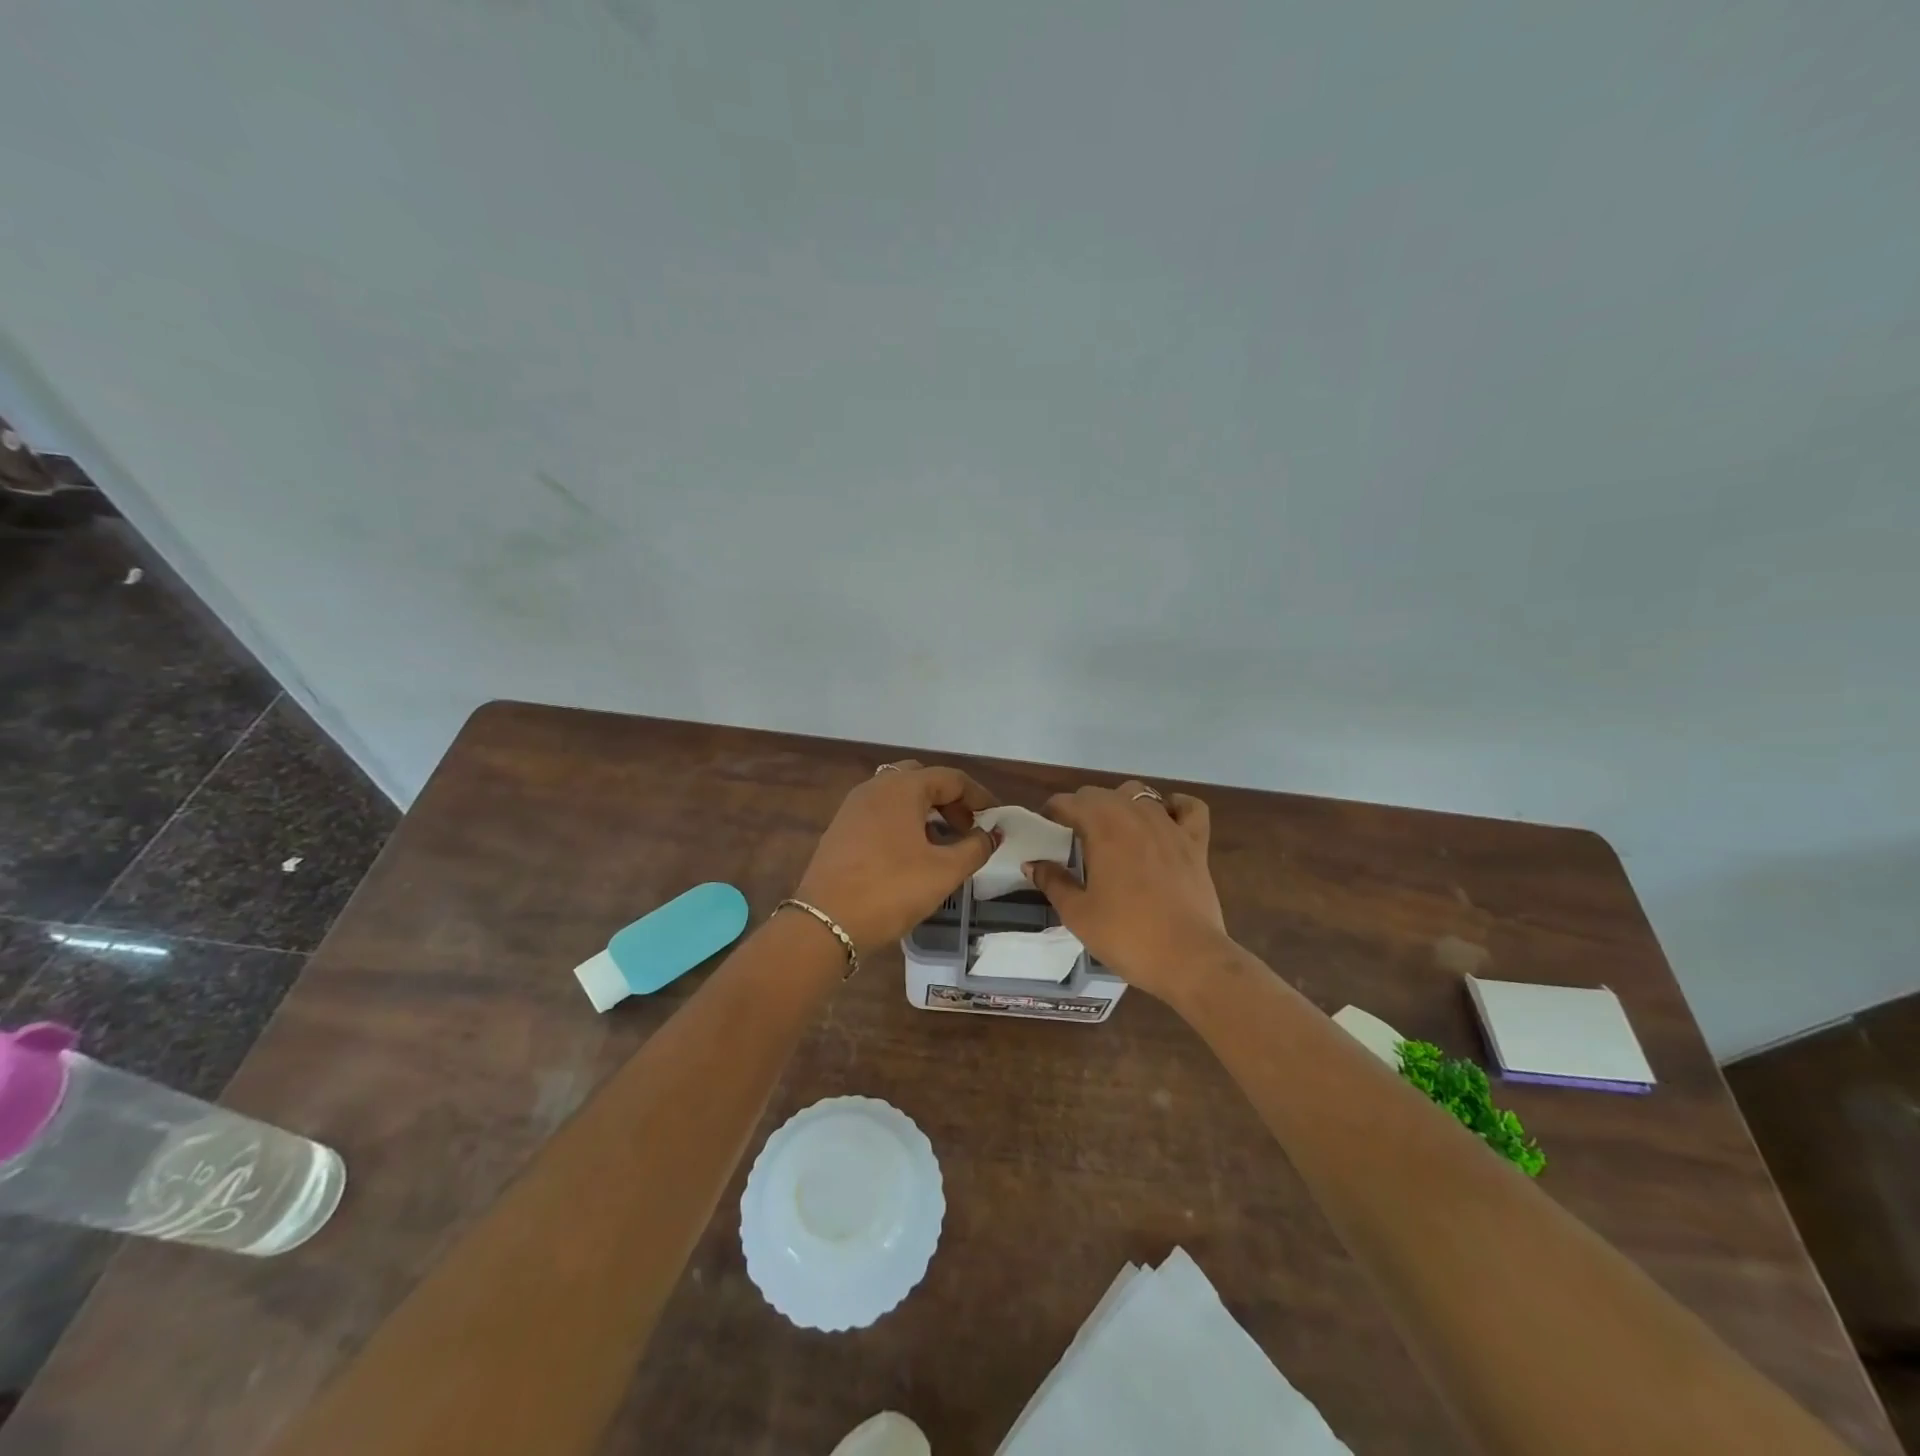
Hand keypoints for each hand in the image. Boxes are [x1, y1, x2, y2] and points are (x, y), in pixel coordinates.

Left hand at [794, 761, 999, 952]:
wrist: (826, 923)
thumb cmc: (892, 890)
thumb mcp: (944, 871)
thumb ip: (975, 848)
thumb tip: (992, 834)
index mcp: (902, 787)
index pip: (951, 778)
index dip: (979, 796)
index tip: (996, 819)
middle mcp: (875, 787)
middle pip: (922, 780)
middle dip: (950, 800)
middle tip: (968, 828)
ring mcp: (853, 808)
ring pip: (899, 797)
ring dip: (926, 812)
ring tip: (944, 844)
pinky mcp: (841, 830)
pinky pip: (881, 814)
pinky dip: (903, 823)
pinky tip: (913, 854)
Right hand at [1026, 781, 1233, 1002]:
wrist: (1188, 958)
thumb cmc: (1126, 935)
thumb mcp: (1077, 913)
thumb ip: (1053, 881)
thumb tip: (1032, 863)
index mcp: (1102, 828)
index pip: (1068, 802)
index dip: (1052, 813)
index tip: (1045, 831)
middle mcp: (1135, 815)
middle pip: (1100, 793)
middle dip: (1082, 808)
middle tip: (1073, 837)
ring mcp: (1169, 826)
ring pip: (1139, 793)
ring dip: (1119, 804)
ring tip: (1112, 831)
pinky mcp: (1196, 842)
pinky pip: (1187, 807)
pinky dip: (1174, 805)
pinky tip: (1164, 819)